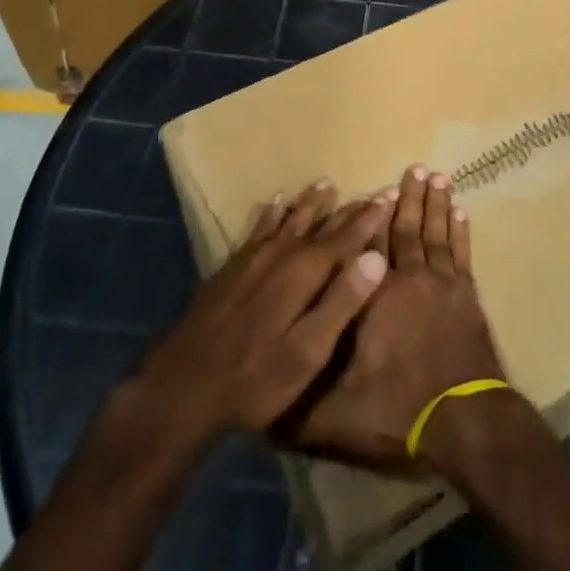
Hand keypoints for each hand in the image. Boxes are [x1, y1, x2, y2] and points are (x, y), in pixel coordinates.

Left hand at [126, 182, 389, 444]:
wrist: (182, 386)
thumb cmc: (255, 378)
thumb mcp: (308, 351)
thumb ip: (342, 302)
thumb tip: (377, 257)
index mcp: (304, 274)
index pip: (346, 239)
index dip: (369, 219)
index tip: (387, 195)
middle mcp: (281, 256)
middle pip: (320, 226)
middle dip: (347, 210)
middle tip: (369, 191)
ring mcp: (252, 259)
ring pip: (289, 221)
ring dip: (309, 204)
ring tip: (325, 184)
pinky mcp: (230, 268)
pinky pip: (258, 228)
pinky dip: (271, 213)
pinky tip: (275, 203)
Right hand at [273, 165, 504, 472]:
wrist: (466, 426)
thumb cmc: (399, 412)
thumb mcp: (337, 416)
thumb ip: (299, 404)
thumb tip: (261, 397)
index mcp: (374, 297)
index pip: (367, 246)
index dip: (368, 218)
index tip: (370, 189)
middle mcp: (409, 280)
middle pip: (406, 229)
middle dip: (407, 198)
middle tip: (414, 167)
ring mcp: (443, 287)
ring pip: (435, 234)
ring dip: (435, 205)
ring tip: (437, 176)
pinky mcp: (467, 299)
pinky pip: (461, 254)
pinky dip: (460, 232)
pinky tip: (460, 213)